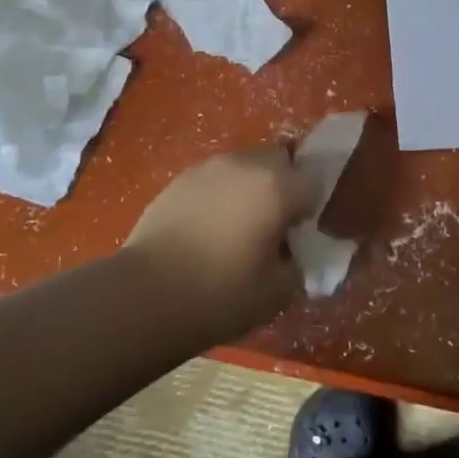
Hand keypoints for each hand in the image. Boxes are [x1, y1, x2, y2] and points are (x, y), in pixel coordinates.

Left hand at [125, 148, 314, 340]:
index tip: (300, 233)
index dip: (311, 207)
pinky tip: (206, 229)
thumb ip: (296, 267)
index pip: (313, 181)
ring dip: (249, 188)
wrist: (145, 295)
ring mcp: (208, 168)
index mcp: (277, 187)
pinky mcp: (179, 180)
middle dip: (282, 186)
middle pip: (279, 162)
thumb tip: (292, 256)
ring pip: (244, 166)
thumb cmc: (220, 294)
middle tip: (272, 225)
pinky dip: (219, 195)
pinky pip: (214, 179)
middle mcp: (246, 165)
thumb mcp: (277, 293)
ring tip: (235, 227)